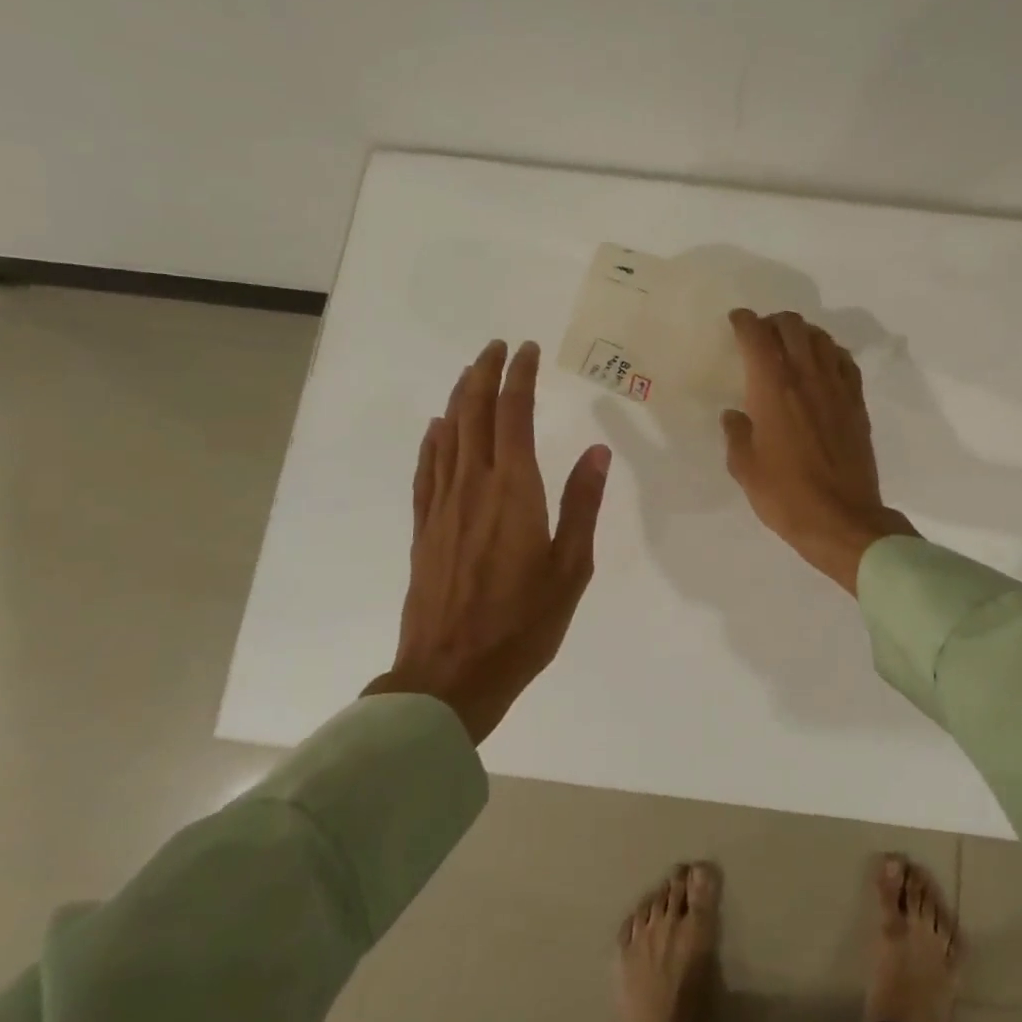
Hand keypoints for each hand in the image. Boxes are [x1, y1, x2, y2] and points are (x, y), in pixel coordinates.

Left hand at [365, 340, 610, 743]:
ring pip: (447, 435)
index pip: (513, 415)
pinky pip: (426, 470)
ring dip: (458, 398)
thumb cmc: (523, 624)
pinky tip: (437, 428)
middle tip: (496, 347)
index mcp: (514, 491)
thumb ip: (582, 505)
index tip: (526, 350)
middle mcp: (474, 486)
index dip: (519, 377)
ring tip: (470, 373)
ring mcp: (442, 506)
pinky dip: (432, 441)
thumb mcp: (571, 568)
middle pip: (473, 414)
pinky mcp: (424, 528)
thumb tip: (598, 452)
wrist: (451, 674)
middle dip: (484, 374)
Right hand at [721, 310, 916, 594]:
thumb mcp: (745, 468)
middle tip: (761, 336)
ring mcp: (837, 388)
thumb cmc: (785, 495)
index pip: (757, 335)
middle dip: (773, 322)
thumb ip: (737, 434)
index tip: (736, 322)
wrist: (841, 519)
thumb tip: (734, 415)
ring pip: (821, 339)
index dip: (744, 321)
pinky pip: (845, 362)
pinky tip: (822, 367)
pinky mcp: (857, 403)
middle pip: (793, 326)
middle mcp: (807, 376)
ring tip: (790, 347)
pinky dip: (830, 354)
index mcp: (773, 387)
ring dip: (802, 334)